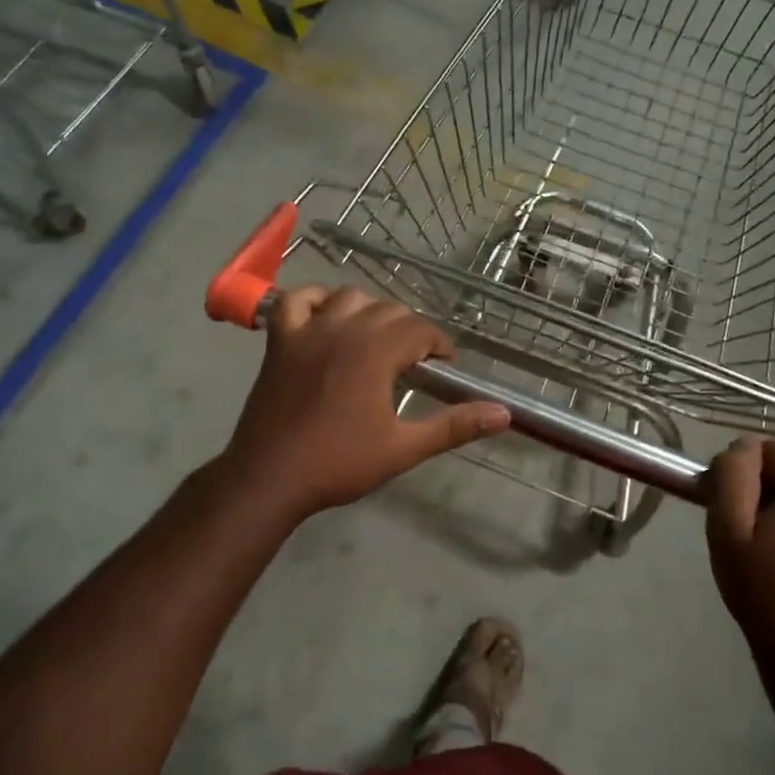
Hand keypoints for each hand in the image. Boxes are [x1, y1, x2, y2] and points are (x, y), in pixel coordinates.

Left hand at [220, 287, 510, 519]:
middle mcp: (344, 329)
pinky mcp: (280, 340)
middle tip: (415, 361)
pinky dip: (315, 299)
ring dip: (370, 311)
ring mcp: (308, 330)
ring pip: (349, 297)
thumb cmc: (339, 463)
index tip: (444, 364)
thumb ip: (454, 426)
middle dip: (409, 329)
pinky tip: (326, 316)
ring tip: (377, 339)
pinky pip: (296, 300)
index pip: (420, 329)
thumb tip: (504, 414)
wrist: (270, 477)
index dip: (438, 344)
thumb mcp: (403, 448)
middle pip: (389, 309)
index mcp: (376, 352)